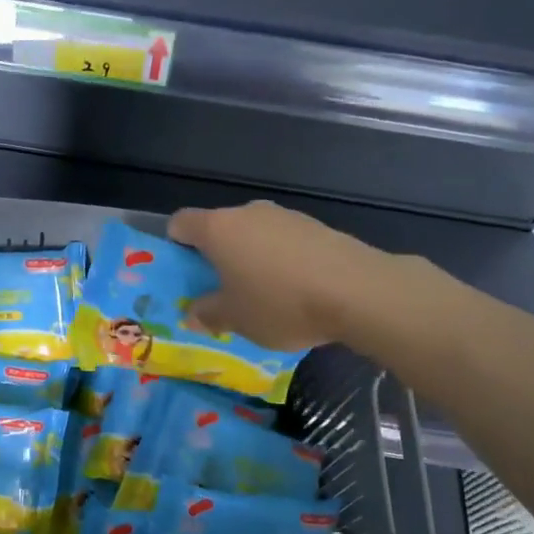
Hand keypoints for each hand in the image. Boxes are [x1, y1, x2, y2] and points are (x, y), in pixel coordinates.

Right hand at [167, 201, 390, 351]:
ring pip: (254, 235)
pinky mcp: (316, 226)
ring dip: (251, 258)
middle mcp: (248, 213)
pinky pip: (284, 242)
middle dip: (216, 256)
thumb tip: (193, 313)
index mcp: (218, 229)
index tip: (184, 273)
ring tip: (264, 296)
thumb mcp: (235, 320)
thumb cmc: (281, 303)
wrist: (358, 291)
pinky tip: (297, 290)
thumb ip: (208, 314)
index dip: (175, 245)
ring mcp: (285, 216)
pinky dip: (282, 261)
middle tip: (222, 292)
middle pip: (219, 228)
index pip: (181, 223)